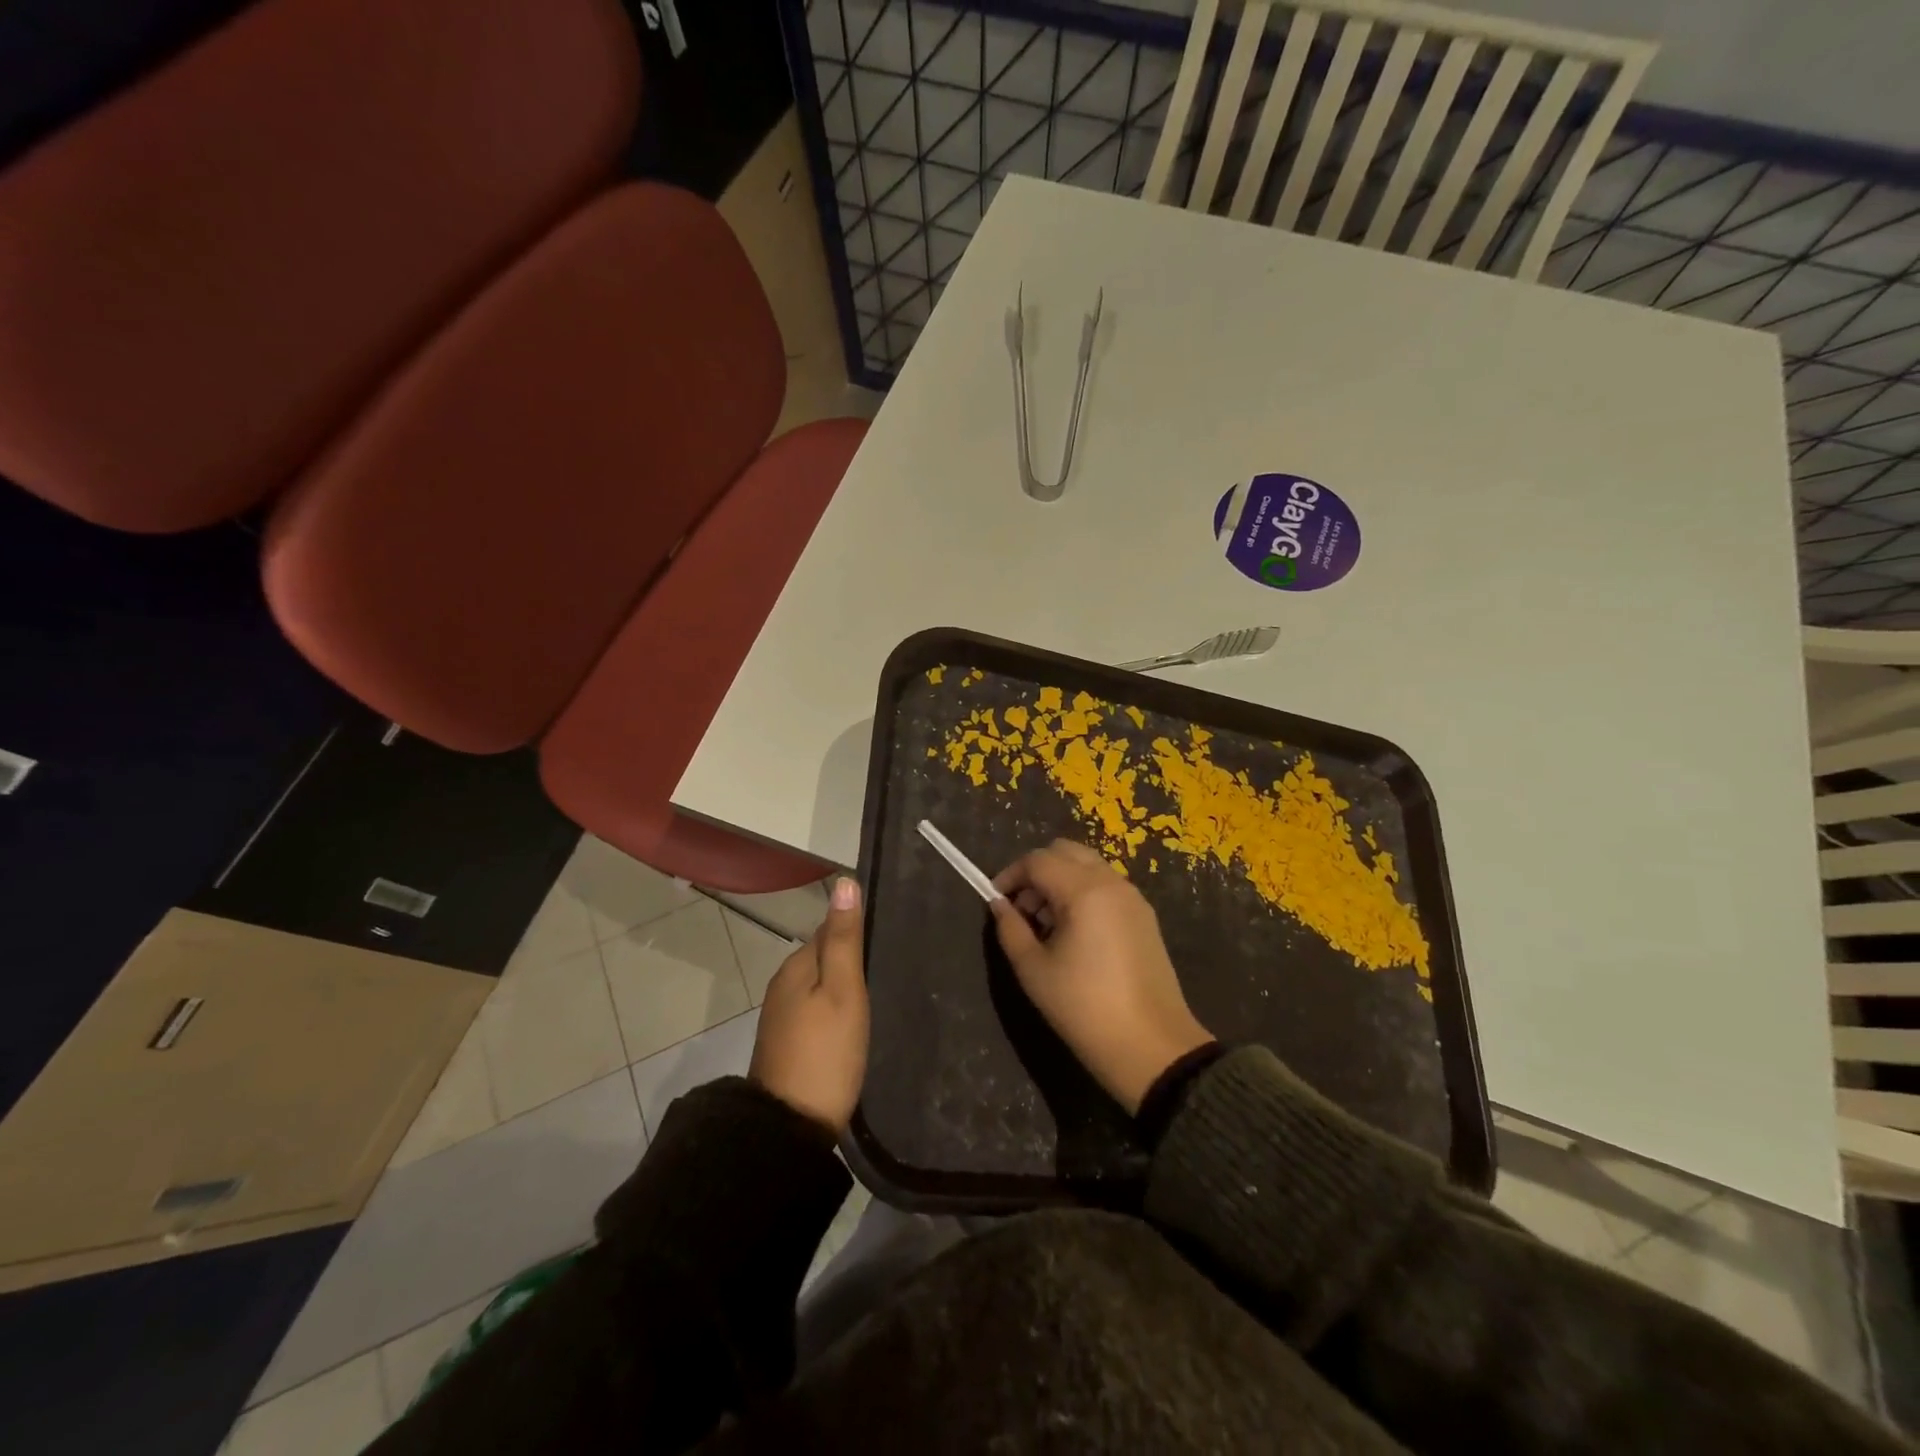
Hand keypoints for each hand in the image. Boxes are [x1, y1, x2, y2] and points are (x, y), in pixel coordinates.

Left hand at [749, 877, 869, 1134]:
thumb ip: (844, 939)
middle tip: (889, 967)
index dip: (857, 930)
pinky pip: (815, 1008)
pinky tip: (853, 1022)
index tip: (888, 938)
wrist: (790, 1128)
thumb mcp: (843, 991)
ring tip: (877, 994)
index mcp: (796, 966)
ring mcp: (782, 1015)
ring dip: (842, 984)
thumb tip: (844, 882)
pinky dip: (834, 1008)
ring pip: (818, 984)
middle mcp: (783, 984)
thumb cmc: (825, 1053)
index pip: (829, 929)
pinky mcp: (786, 1042)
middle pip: (823, 956)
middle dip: (850, 956)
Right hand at [991, 840, 1211, 1114]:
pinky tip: (1075, 933)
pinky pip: (1106, 885)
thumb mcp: (1034, 970)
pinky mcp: (1145, 915)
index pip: (1038, 860)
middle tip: (1023, 909)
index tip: (995, 900)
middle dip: (1037, 871)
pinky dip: (1083, 891)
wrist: (1152, 1046)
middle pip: (1065, 851)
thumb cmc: (1084, 1008)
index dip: (1011, 874)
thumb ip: (1010, 929)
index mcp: (1084, 890)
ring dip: (1061, 880)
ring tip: (1047, 924)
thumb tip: (999, 904)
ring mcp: (1133, 897)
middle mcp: (1112, 882)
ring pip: (1088, 865)